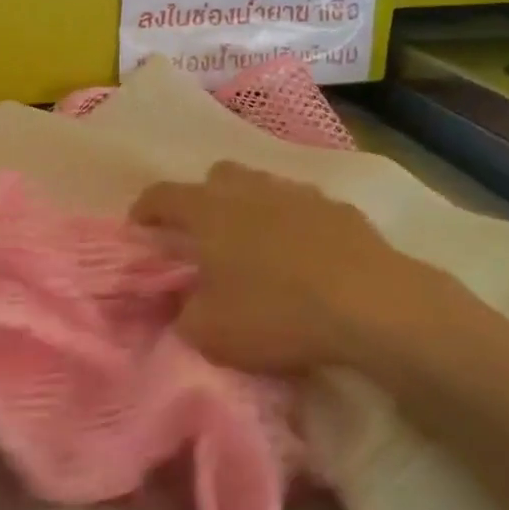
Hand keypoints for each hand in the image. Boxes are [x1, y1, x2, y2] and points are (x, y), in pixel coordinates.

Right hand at [131, 162, 484, 389]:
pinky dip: (291, 223)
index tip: (139, 227)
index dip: (144, 209)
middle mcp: (249, 190)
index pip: (162, 195)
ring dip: (248, 206)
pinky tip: (303, 254)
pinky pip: (302, 206)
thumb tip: (181, 303)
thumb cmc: (276, 313)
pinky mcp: (338, 208)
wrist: (369, 304)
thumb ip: (182, 314)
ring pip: (261, 186)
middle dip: (201, 198)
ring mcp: (297, 194)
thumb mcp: (210, 332)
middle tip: (202, 235)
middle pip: (215, 176)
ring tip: (253, 244)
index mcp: (208, 211)